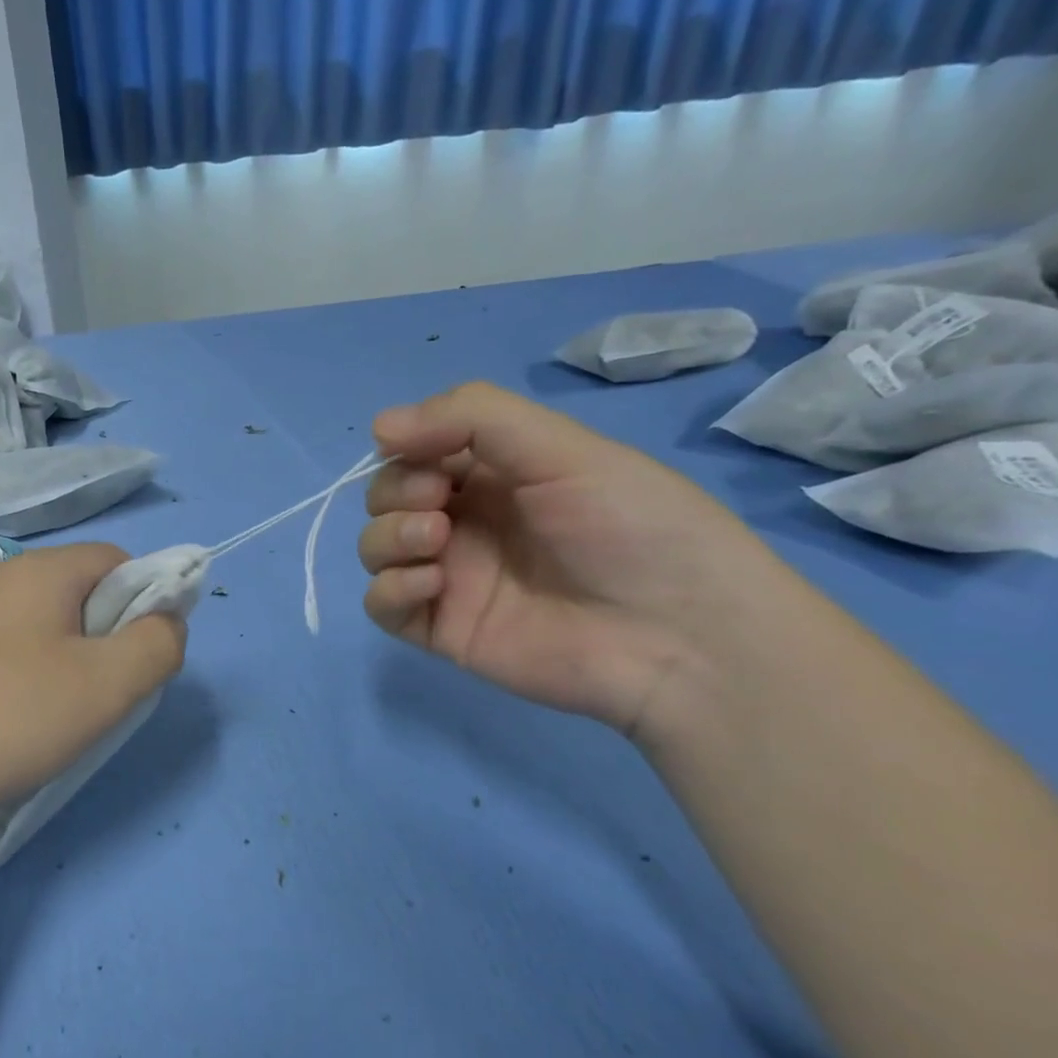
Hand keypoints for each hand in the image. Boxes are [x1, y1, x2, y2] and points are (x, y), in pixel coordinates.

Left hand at [0, 543, 186, 826]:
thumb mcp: (109, 684)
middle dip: (106, 632)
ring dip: (68, 656)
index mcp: (40, 570)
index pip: (117, 560)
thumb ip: (158, 644)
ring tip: (60, 710)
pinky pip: (6, 645)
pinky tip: (16, 717)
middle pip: (79, 588)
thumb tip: (168, 621)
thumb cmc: (15, 716)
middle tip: (104, 689)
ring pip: (42, 620)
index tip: (140, 655)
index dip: (145, 600)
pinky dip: (28, 671)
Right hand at [359, 382, 786, 734]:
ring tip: (435, 542)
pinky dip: (390, 589)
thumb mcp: (563, 448)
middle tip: (438, 502)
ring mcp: (451, 577)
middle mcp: (466, 521)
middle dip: (395, 491)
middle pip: (386, 496)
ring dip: (387, 536)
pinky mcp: (442, 628)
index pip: (418, 449)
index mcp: (495, 474)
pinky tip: (432, 584)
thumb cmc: (632, 529)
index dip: (406, 446)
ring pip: (375, 547)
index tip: (422, 454)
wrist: (681, 640)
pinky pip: (381, 605)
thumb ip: (472, 417)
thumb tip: (377, 426)